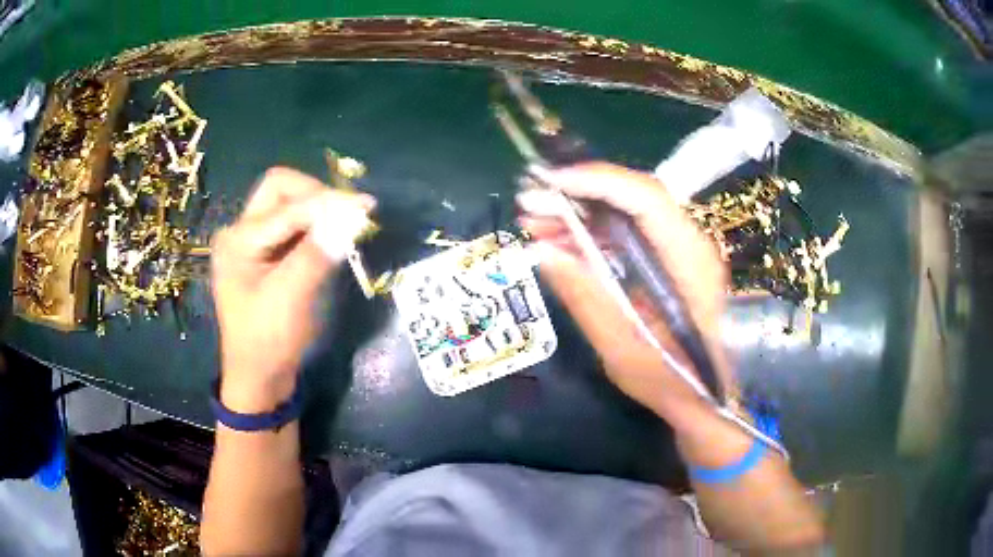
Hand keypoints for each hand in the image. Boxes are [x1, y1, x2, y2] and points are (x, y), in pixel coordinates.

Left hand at [210, 167, 375, 412]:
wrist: (258, 378)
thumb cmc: (268, 341)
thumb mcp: (290, 297)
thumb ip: (317, 252)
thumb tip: (353, 214)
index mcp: (238, 239)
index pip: (287, 204)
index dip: (328, 203)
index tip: (366, 206)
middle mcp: (240, 232)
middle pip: (280, 190)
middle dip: (316, 196)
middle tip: (347, 214)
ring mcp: (251, 243)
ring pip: (287, 205)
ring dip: (317, 210)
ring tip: (346, 225)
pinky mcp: (264, 256)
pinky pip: (291, 227)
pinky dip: (314, 227)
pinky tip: (331, 239)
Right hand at [518, 163, 731, 417]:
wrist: (706, 396)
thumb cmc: (671, 380)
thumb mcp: (620, 347)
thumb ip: (584, 295)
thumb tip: (541, 250)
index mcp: (689, 262)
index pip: (646, 198)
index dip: (596, 181)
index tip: (548, 184)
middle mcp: (690, 243)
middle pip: (634, 196)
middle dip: (579, 195)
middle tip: (531, 206)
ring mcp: (682, 249)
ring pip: (628, 212)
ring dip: (582, 213)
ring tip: (538, 225)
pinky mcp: (671, 258)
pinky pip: (630, 233)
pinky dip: (595, 233)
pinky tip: (563, 244)